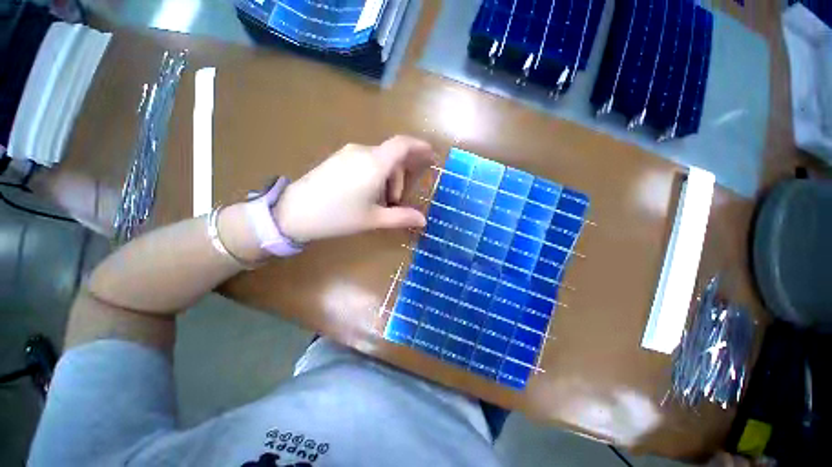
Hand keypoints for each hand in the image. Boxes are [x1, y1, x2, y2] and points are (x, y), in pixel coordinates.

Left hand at [274, 136, 436, 242]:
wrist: (294, 212)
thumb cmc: (339, 216)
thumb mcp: (374, 219)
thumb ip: (401, 217)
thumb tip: (423, 221)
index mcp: (375, 164)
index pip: (403, 144)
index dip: (420, 146)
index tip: (431, 155)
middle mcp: (363, 152)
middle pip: (392, 156)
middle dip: (400, 177)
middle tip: (396, 201)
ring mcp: (348, 153)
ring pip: (379, 160)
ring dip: (387, 178)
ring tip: (380, 201)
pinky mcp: (338, 159)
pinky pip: (365, 161)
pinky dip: (375, 174)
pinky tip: (366, 193)